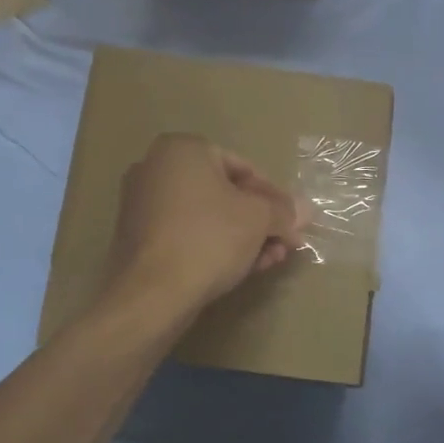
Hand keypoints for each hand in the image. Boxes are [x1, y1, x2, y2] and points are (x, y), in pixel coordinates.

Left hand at [101, 134, 304, 317]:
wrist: (153, 293)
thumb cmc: (209, 238)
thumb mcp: (258, 219)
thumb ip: (283, 210)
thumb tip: (304, 210)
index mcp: (182, 149)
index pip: (243, 167)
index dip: (274, 196)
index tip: (293, 221)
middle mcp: (156, 168)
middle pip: (224, 193)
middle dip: (260, 220)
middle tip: (285, 243)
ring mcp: (142, 204)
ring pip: (207, 216)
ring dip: (243, 236)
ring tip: (270, 260)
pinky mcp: (138, 238)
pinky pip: (187, 233)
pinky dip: (215, 245)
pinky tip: (243, 268)